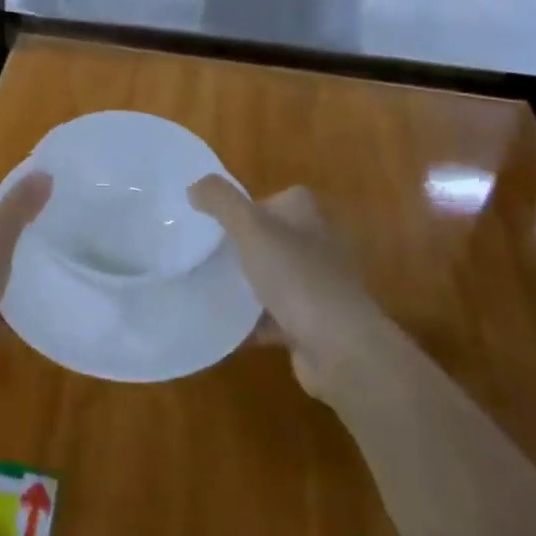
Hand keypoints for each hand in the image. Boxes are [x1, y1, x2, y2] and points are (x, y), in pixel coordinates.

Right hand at [188, 177, 375, 397]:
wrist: (340, 348)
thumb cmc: (296, 276)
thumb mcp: (251, 227)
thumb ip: (221, 201)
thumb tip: (195, 186)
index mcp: (306, 217)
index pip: (277, 198)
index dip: (247, 204)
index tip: (214, 218)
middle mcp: (315, 246)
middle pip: (269, 238)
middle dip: (238, 245)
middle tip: (200, 250)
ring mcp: (314, 287)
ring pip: (269, 278)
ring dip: (241, 284)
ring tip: (202, 284)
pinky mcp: (308, 324)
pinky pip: (269, 317)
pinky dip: (246, 321)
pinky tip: (217, 324)